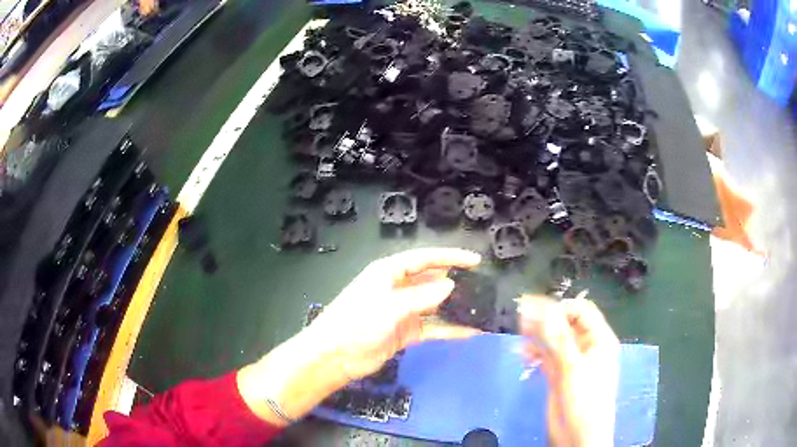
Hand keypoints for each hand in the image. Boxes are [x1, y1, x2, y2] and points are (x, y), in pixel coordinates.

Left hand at [310, 247, 482, 379]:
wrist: (335, 358)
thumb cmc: (357, 324)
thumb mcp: (389, 306)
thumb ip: (422, 296)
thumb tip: (451, 284)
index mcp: (388, 272)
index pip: (425, 259)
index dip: (451, 257)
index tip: (475, 261)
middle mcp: (397, 288)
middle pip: (431, 280)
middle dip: (454, 281)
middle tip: (482, 285)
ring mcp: (402, 311)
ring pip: (434, 305)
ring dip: (454, 307)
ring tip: (480, 308)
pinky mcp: (405, 331)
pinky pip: (432, 327)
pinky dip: (449, 329)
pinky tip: (470, 332)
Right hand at [518, 296, 619, 446]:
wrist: (578, 437)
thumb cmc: (585, 399)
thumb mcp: (574, 368)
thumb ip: (558, 339)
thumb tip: (541, 309)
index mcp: (599, 340)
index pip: (581, 311)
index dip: (560, 308)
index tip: (536, 312)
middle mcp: (585, 347)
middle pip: (565, 323)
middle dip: (545, 319)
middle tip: (521, 316)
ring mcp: (570, 361)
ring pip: (553, 340)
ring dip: (537, 335)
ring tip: (519, 331)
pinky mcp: (557, 375)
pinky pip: (545, 356)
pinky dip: (534, 352)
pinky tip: (523, 353)